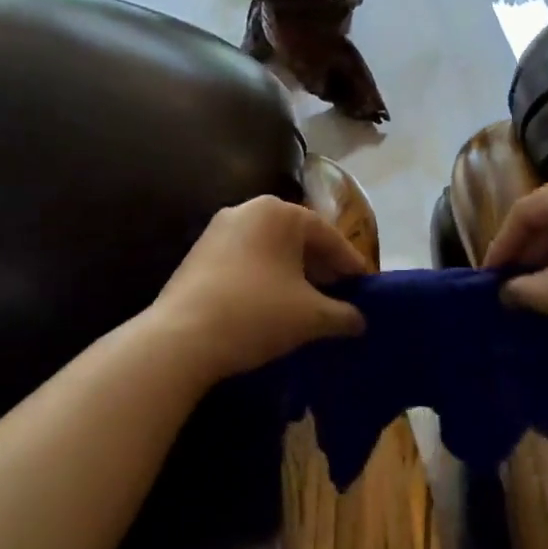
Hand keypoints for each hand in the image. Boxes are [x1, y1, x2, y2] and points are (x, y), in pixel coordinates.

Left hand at [154, 195, 367, 381]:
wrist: (181, 338)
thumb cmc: (257, 313)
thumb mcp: (311, 316)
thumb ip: (343, 314)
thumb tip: (359, 320)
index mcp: (279, 212)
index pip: (328, 236)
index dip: (351, 264)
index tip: (366, 287)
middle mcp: (248, 210)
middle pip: (298, 239)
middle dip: (322, 268)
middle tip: (341, 296)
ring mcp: (218, 230)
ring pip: (270, 250)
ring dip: (293, 274)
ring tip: (310, 304)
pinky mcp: (198, 253)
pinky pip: (246, 260)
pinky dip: (266, 278)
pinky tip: (274, 306)